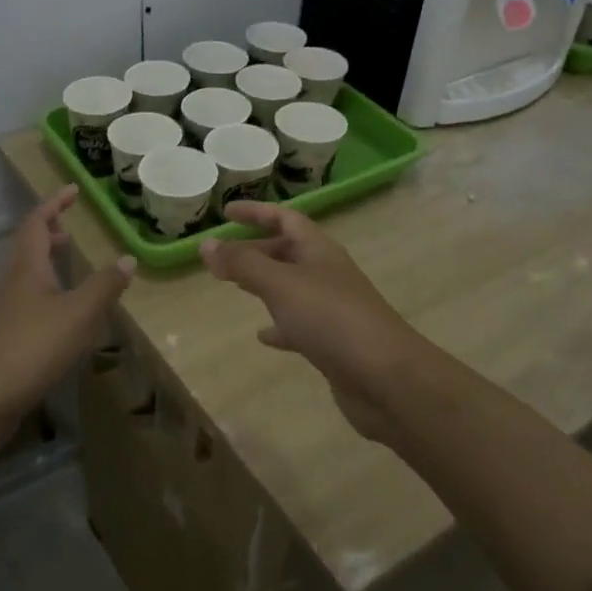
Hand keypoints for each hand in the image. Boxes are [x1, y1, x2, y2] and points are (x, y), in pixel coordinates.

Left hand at [0, 186, 134, 443]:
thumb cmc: (34, 346)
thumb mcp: (79, 313)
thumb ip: (105, 285)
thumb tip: (126, 258)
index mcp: (29, 268)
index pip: (37, 223)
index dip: (54, 204)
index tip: (73, 190)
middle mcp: (14, 283)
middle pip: (28, 246)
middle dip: (49, 231)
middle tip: (70, 226)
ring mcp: (8, 311)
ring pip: (28, 274)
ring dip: (47, 261)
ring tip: (69, 262)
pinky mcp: (8, 336)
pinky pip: (30, 298)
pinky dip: (48, 290)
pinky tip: (64, 311)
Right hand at [199, 203, 424, 439]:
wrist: (385, 377)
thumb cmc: (331, 319)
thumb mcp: (281, 284)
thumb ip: (243, 264)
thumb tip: (206, 244)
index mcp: (319, 250)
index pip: (285, 219)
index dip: (256, 212)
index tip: (226, 212)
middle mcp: (327, 273)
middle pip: (287, 252)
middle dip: (255, 249)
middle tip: (221, 256)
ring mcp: (332, 308)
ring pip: (291, 287)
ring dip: (264, 283)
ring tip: (235, 286)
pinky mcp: (332, 341)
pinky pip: (299, 324)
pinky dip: (279, 325)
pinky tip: (262, 335)